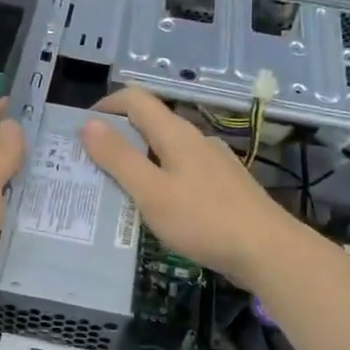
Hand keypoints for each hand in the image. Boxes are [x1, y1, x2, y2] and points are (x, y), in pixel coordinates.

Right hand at [80, 87, 302, 292]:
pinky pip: (183, 172)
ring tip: (119, 192)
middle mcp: (196, 139)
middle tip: (91, 167)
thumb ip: (118, 158)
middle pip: (150, 124)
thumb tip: (88, 123)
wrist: (269, 251)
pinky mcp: (225, 185)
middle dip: (117, 138)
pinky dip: (162, 180)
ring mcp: (214, 162)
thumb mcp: (151, 192)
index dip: (105, 105)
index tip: (81, 130)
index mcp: (176, 133)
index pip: (135, 98)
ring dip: (139, 162)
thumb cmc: (204, 220)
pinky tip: (159, 210)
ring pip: (167, 150)